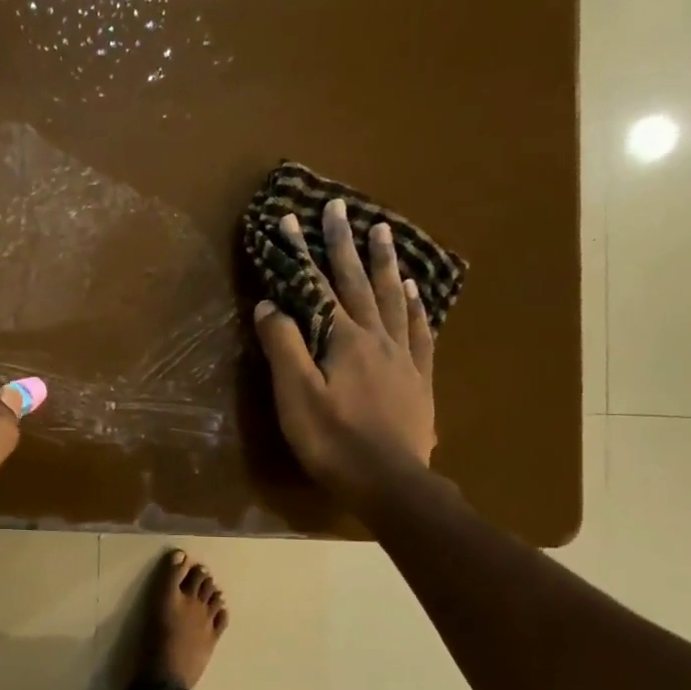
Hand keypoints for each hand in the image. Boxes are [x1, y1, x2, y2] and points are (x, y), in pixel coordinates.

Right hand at [253, 203, 436, 512]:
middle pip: (358, 283)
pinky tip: (416, 291)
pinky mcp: (418, 377)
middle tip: (340, 208)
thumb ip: (284, 347)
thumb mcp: (296, 395)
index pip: (317, 287)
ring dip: (385, 263)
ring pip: (393, 299)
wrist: (390, 482)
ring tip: (382, 231)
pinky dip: (416, 306)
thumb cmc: (333, 440)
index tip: (292, 219)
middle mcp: (376, 337)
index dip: (301, 254)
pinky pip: (420, 331)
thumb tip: (271, 305)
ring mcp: (402, 356)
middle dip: (344, 244)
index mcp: (343, 340)